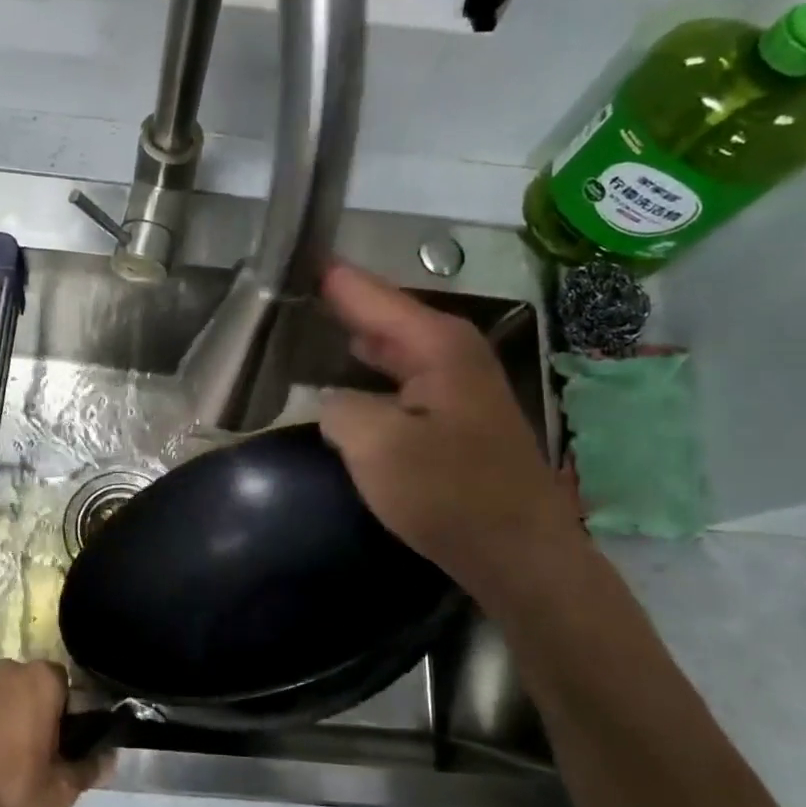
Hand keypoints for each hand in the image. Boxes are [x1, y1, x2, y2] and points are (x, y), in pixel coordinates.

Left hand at [0, 660, 104, 806]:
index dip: (61, 712)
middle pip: (25, 684)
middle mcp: (4, 669)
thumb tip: (110, 757)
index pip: (61, 683)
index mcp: (39, 680)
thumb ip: (89, 768)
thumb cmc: (7, 794)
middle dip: (27, 709)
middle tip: (25, 752)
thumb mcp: (59, 791)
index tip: (56, 743)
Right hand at [318, 263, 582, 596]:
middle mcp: (451, 351)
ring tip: (306, 327)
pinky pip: (400, 378)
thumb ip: (339, 408)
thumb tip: (332, 401)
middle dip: (339, 304)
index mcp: (436, 343)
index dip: (329, 277)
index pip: (369, 294)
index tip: (293, 255)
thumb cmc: (449, 491)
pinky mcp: (455, 417)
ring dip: (353, 339)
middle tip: (287, 293)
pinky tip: (343, 381)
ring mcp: (457, 384)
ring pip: (393, 347)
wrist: (518, 551)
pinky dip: (369, 372)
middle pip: (383, 315)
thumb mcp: (376, 445)